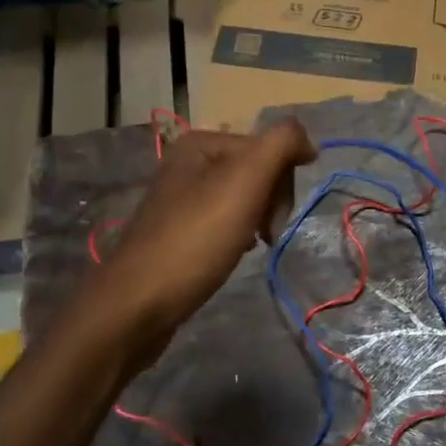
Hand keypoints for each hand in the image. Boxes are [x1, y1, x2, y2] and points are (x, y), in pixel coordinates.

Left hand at [95, 117, 317, 337]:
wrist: (138, 304)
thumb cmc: (195, 240)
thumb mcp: (244, 181)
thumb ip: (280, 145)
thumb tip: (307, 141)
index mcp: (200, 143)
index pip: (269, 148)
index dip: (282, 183)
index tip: (274, 219)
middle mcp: (188, 164)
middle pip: (256, 172)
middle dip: (271, 202)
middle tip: (265, 235)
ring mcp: (181, 199)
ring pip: (244, 199)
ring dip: (258, 220)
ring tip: (251, 246)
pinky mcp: (179, 231)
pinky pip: (225, 221)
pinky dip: (239, 235)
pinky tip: (234, 252)